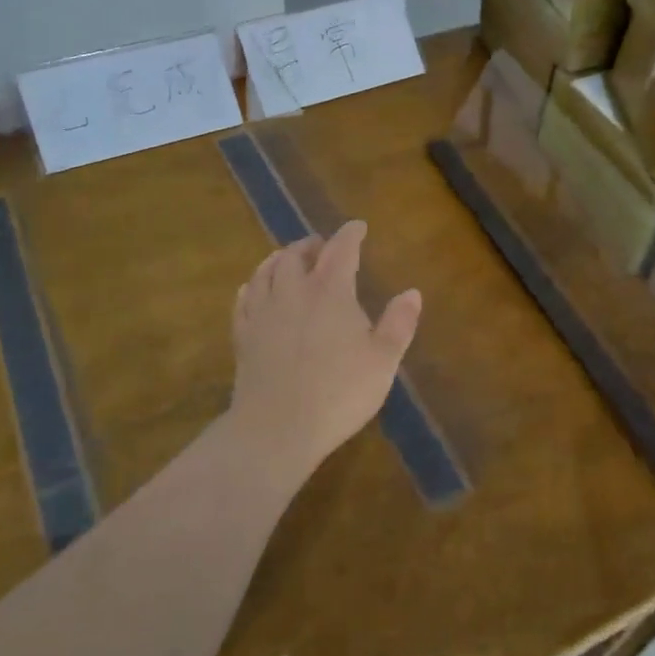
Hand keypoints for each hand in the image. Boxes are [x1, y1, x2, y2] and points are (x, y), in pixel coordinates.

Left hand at [229, 220, 421, 474]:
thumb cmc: (338, 393)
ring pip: (266, 271)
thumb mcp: (383, 361)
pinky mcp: (243, 336)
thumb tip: (412, 292)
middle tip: (321, 245)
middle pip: (297, 255)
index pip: (341, 250)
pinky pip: (244, 299)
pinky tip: (253, 289)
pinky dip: (252, 286)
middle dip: (311, 244)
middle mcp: (292, 292)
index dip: (350, 234)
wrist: (276, 429)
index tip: (358, 226)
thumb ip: (399, 323)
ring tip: (288, 258)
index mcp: (330, 292)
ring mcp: (262, 313)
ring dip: (279, 259)